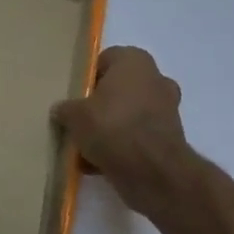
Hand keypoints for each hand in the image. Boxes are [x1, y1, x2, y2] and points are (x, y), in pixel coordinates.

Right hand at [51, 46, 198, 217]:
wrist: (153, 173)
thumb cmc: (112, 127)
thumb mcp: (74, 115)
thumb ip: (65, 109)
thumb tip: (62, 110)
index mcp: (134, 61)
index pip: (105, 60)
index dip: (86, 78)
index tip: (74, 96)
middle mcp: (156, 79)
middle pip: (118, 88)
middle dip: (101, 104)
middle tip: (80, 119)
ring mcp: (167, 110)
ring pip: (129, 114)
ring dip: (111, 127)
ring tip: (86, 146)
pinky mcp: (171, 139)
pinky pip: (138, 137)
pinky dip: (123, 147)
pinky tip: (99, 163)